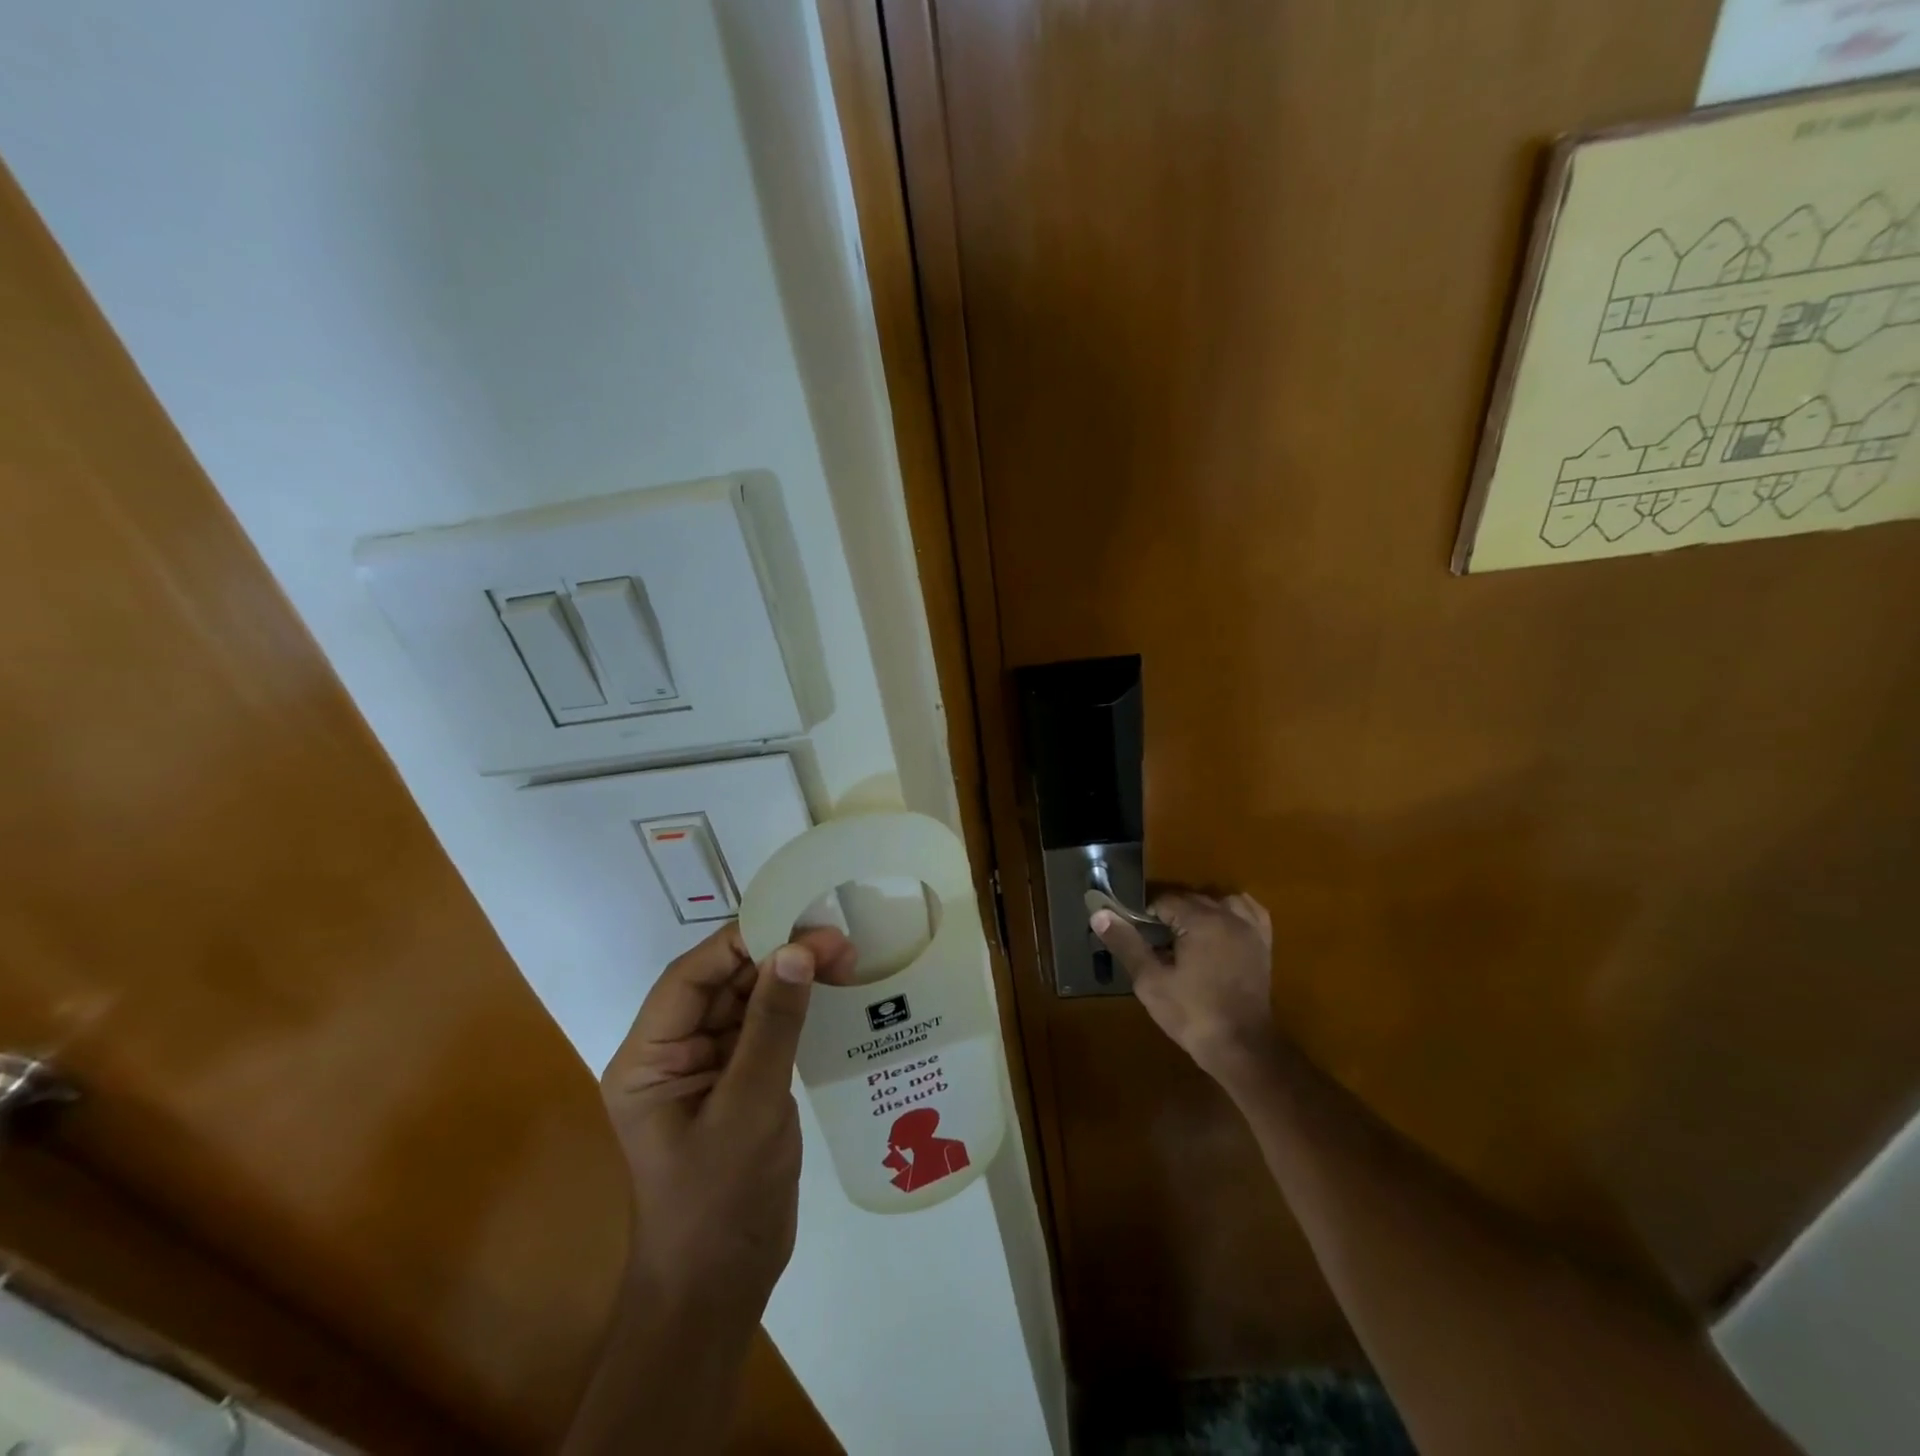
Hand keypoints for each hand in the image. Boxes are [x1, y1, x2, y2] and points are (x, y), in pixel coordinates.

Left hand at [599, 922, 856, 1317]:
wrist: (721, 1290)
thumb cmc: (720, 1201)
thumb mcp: (749, 1107)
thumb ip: (772, 1025)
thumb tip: (797, 949)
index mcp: (648, 1058)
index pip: (690, 978)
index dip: (740, 941)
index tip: (796, 921)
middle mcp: (672, 1054)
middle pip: (721, 984)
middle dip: (775, 956)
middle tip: (836, 939)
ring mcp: (707, 1069)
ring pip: (746, 1002)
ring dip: (790, 978)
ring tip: (844, 957)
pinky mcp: (739, 1084)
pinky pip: (764, 1030)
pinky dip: (795, 1009)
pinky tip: (832, 993)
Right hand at [1091, 891, 1281, 1084]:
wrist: (1242, 1048)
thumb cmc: (1192, 1015)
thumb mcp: (1150, 981)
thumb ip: (1126, 943)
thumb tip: (1099, 914)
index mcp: (1201, 921)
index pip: (1165, 901)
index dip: (1147, 917)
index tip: (1139, 938)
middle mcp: (1229, 916)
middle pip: (1191, 899)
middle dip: (1171, 915)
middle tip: (1155, 944)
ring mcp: (1250, 930)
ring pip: (1219, 901)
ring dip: (1200, 911)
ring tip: (1186, 936)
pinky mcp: (1263, 945)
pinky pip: (1249, 912)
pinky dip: (1233, 912)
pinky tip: (1221, 926)